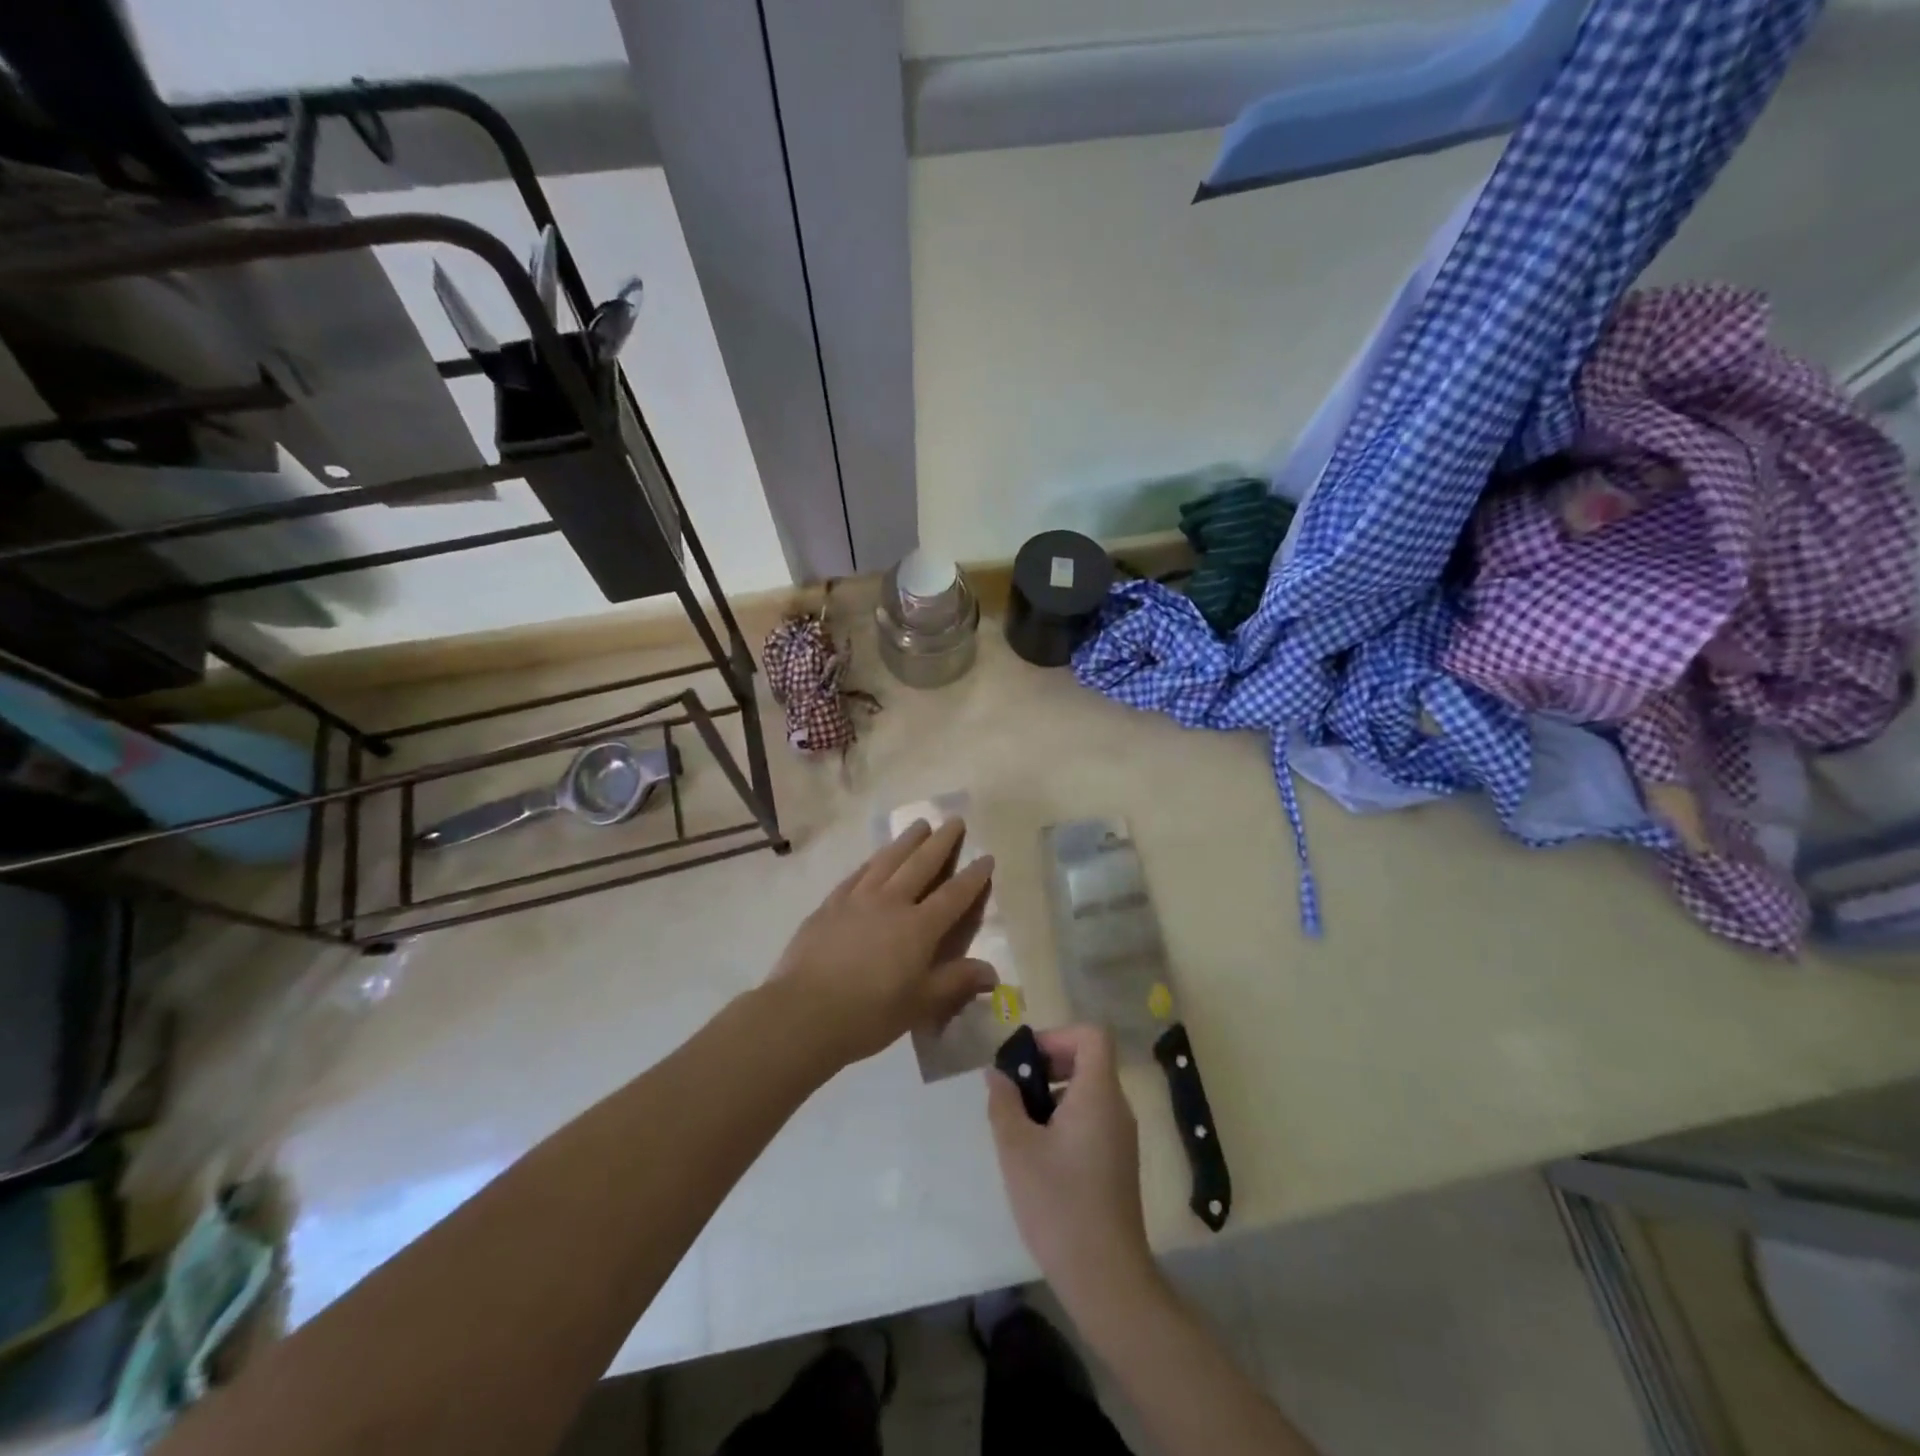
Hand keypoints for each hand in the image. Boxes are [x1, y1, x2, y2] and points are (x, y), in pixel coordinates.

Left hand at [771, 819, 997, 1069]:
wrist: (804, 1012)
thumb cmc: (869, 1014)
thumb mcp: (920, 1004)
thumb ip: (956, 982)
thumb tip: (993, 973)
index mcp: (919, 927)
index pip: (954, 895)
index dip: (973, 876)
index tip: (986, 857)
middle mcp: (891, 902)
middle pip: (921, 864)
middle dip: (941, 841)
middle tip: (954, 820)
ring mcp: (858, 899)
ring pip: (888, 860)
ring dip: (907, 840)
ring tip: (920, 824)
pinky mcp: (830, 905)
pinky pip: (858, 874)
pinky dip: (873, 861)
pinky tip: (876, 857)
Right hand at [986, 1026, 1157, 1315]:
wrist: (1106, 1279)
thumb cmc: (1059, 1205)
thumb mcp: (1017, 1149)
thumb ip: (1004, 1103)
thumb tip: (997, 1074)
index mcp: (1099, 1095)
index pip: (1092, 1035)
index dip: (1058, 1036)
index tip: (1027, 1061)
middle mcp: (1117, 1108)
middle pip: (1089, 1061)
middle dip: (1049, 1065)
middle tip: (1015, 1092)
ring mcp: (1121, 1137)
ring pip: (1088, 1092)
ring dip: (1053, 1094)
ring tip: (1019, 1125)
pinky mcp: (1118, 1162)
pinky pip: (1092, 1119)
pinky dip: (1065, 1119)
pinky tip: (1038, 1154)